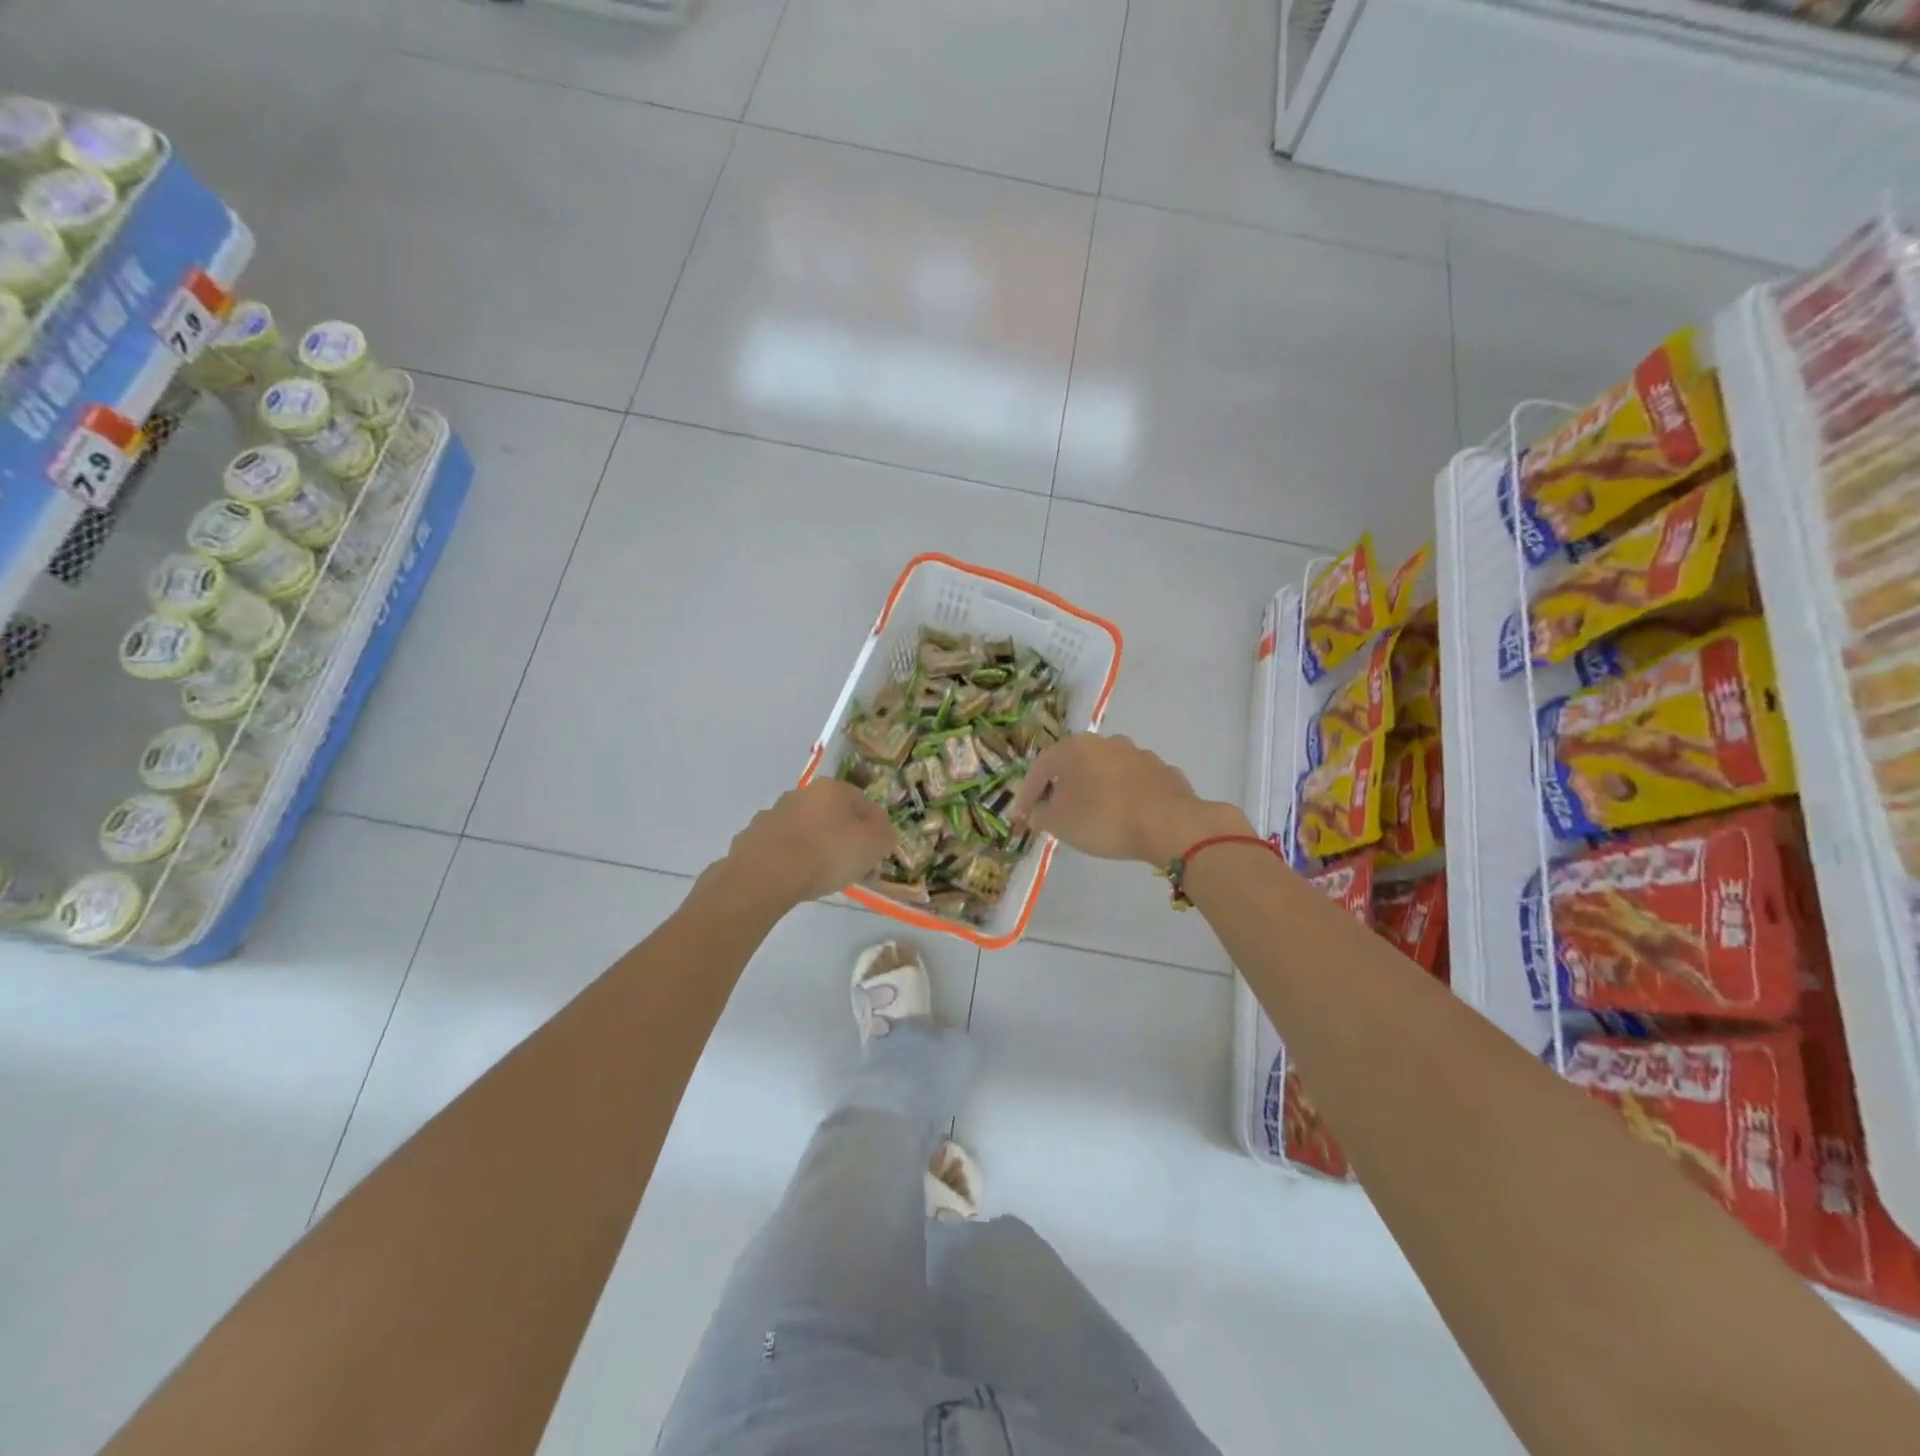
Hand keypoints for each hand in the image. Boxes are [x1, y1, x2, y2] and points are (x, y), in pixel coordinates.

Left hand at [722, 779, 899, 906]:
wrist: (765, 875)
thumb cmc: (826, 854)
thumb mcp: (873, 845)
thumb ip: (885, 835)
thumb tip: (882, 833)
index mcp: (832, 788)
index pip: (864, 803)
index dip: (875, 828)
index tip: (876, 852)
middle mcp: (801, 793)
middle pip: (832, 814)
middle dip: (843, 835)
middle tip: (851, 864)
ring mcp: (773, 814)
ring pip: (804, 828)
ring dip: (814, 845)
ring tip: (820, 874)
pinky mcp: (752, 837)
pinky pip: (780, 846)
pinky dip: (789, 858)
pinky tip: (793, 877)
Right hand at [1009, 734, 1252, 866]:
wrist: (1169, 824)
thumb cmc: (1104, 819)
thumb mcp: (1060, 823)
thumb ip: (1042, 815)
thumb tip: (1038, 811)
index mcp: (1075, 748)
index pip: (1041, 767)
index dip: (1028, 792)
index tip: (1022, 816)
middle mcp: (1106, 742)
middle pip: (1075, 764)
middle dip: (1063, 787)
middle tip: (1055, 810)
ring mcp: (1138, 754)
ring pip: (1106, 771)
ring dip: (1095, 789)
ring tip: (1092, 814)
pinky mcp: (1163, 771)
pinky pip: (1133, 783)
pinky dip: (1124, 796)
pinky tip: (1125, 816)